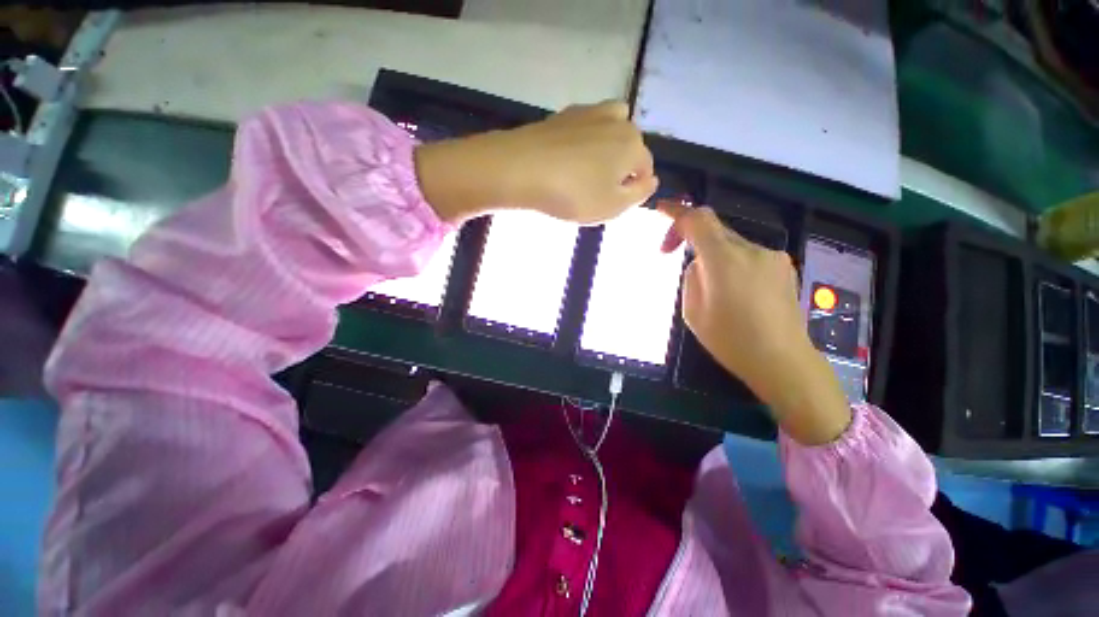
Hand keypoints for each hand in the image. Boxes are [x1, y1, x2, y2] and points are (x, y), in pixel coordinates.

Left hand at [415, 101, 657, 223]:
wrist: (522, 168)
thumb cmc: (573, 194)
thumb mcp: (613, 207)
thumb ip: (638, 195)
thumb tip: (651, 180)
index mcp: (633, 145)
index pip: (644, 169)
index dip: (631, 189)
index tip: (611, 204)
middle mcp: (617, 121)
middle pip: (628, 148)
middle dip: (619, 168)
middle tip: (595, 191)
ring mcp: (590, 113)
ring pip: (610, 131)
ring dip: (605, 150)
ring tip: (585, 171)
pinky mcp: (564, 115)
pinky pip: (585, 128)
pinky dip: (584, 141)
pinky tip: (567, 159)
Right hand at [660, 203, 851, 444]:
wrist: (782, 361)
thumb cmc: (730, 340)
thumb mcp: (693, 311)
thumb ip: (692, 277)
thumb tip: (699, 263)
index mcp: (724, 260)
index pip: (698, 220)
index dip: (677, 212)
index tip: (661, 212)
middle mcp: (751, 250)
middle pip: (715, 230)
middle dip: (691, 239)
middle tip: (672, 255)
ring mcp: (772, 257)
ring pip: (731, 244)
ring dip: (713, 256)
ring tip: (713, 289)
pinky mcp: (783, 267)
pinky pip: (748, 256)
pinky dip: (733, 265)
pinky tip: (736, 294)